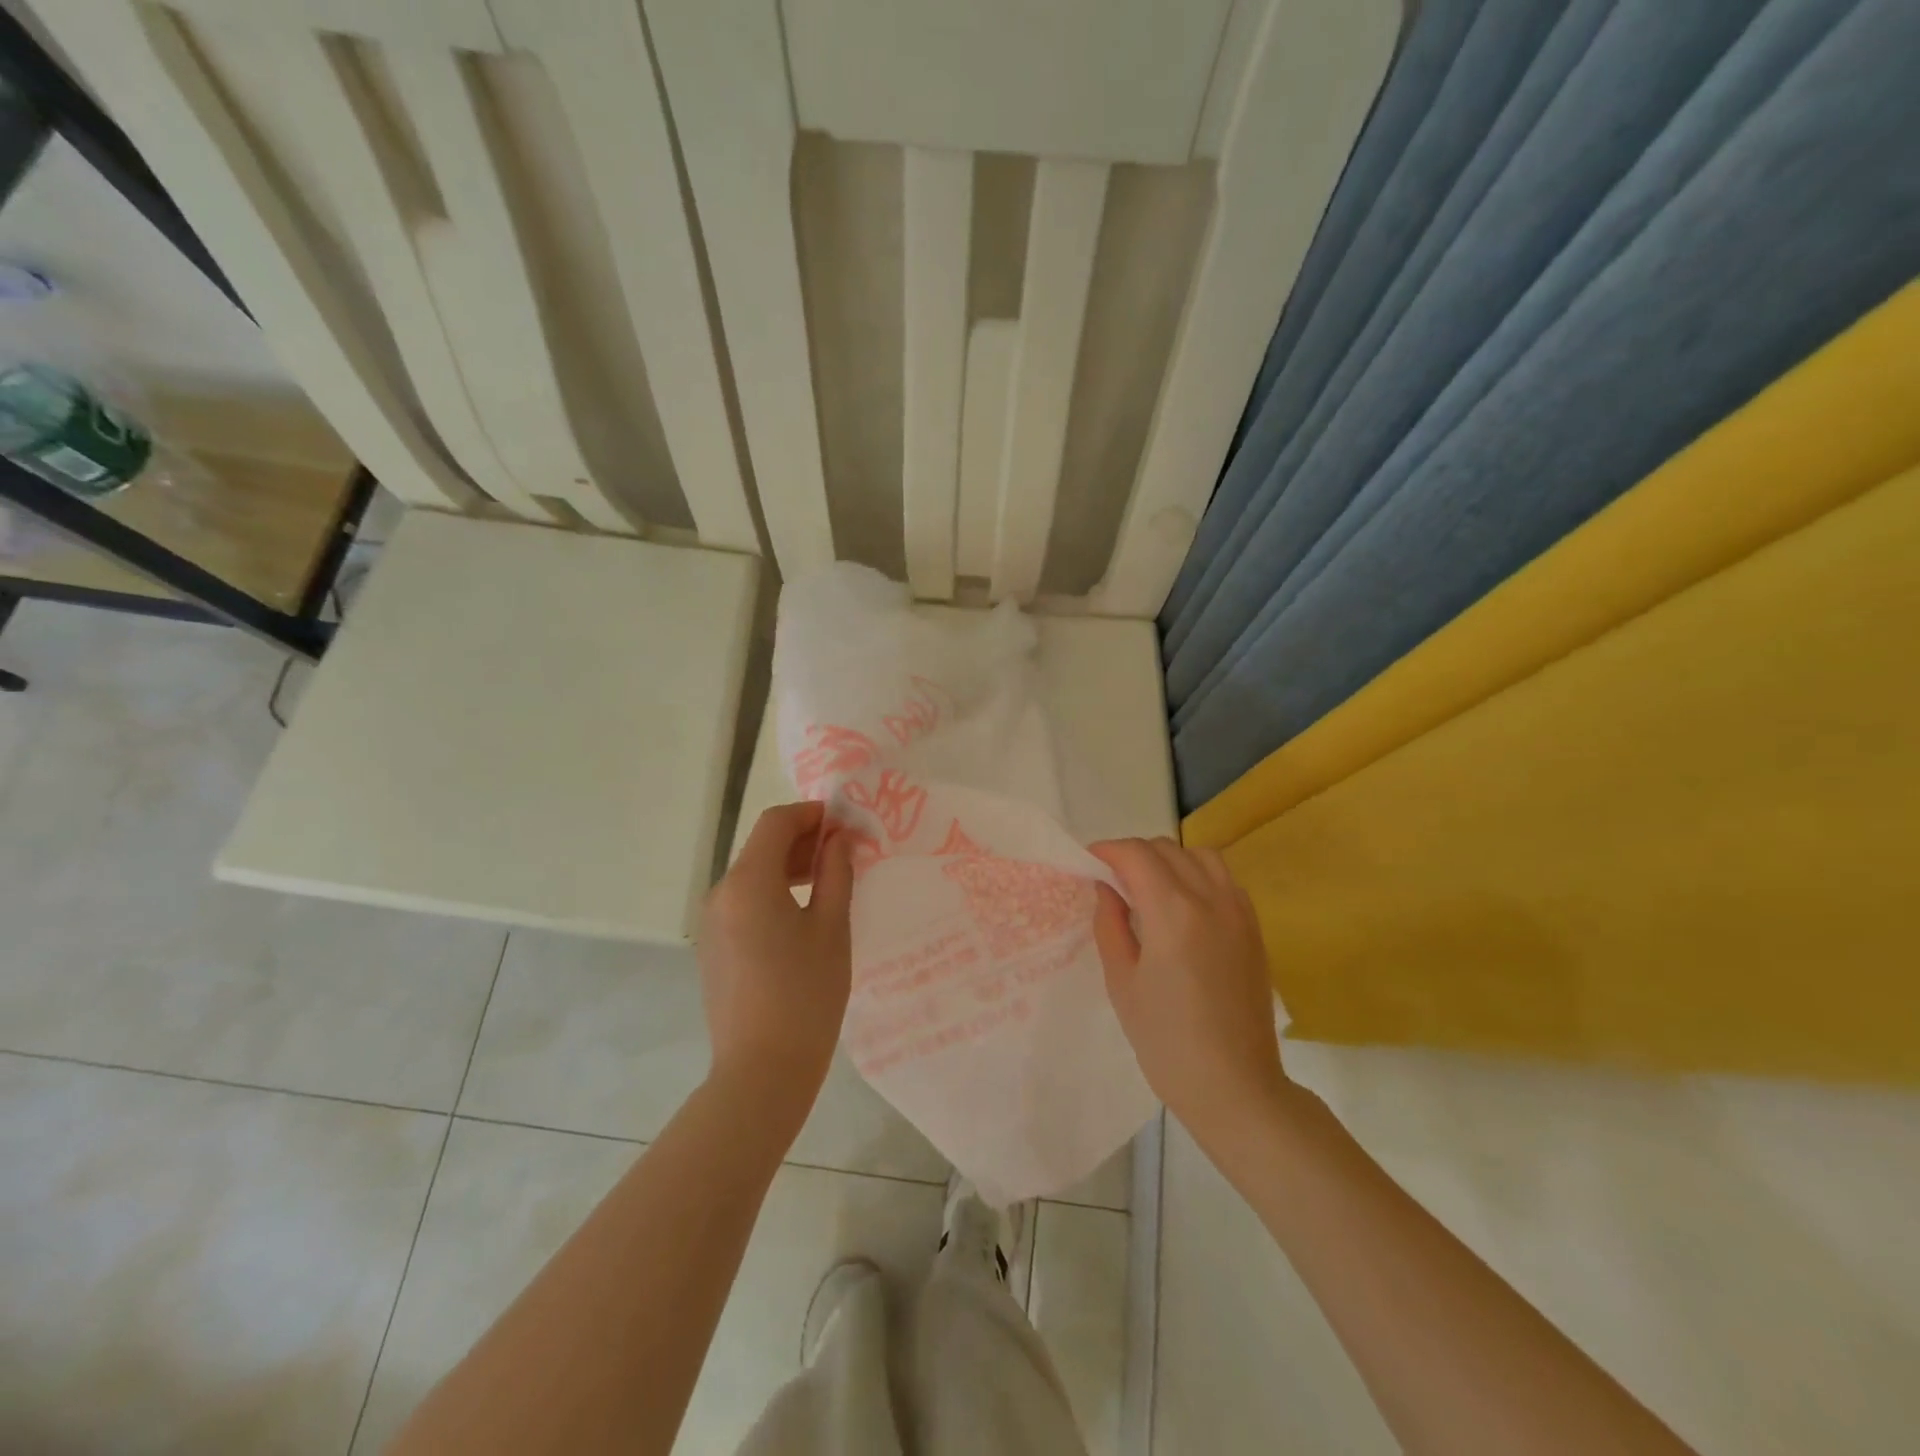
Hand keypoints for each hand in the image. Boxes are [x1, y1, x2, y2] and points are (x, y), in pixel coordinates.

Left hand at [697, 802, 854, 1121]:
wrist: (761, 1070)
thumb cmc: (806, 994)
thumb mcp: (831, 927)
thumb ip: (835, 873)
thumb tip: (838, 838)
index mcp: (748, 882)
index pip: (775, 823)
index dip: (810, 814)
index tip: (844, 824)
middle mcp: (721, 894)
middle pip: (761, 847)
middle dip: (802, 841)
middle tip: (844, 853)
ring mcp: (711, 922)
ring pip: (752, 875)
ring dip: (788, 867)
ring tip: (828, 882)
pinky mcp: (713, 947)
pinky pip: (744, 902)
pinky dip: (772, 893)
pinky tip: (802, 915)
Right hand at [1088, 837, 1289, 1140]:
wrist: (1236, 1087)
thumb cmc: (1167, 1042)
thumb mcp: (1123, 983)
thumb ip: (1111, 925)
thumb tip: (1106, 888)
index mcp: (1173, 913)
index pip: (1136, 855)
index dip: (1107, 850)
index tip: (1088, 860)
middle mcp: (1210, 899)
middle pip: (1166, 849)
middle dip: (1133, 854)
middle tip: (1111, 879)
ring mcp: (1239, 911)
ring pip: (1200, 856)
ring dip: (1169, 859)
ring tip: (1148, 886)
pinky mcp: (1254, 928)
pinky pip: (1223, 879)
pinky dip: (1197, 874)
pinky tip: (1182, 905)